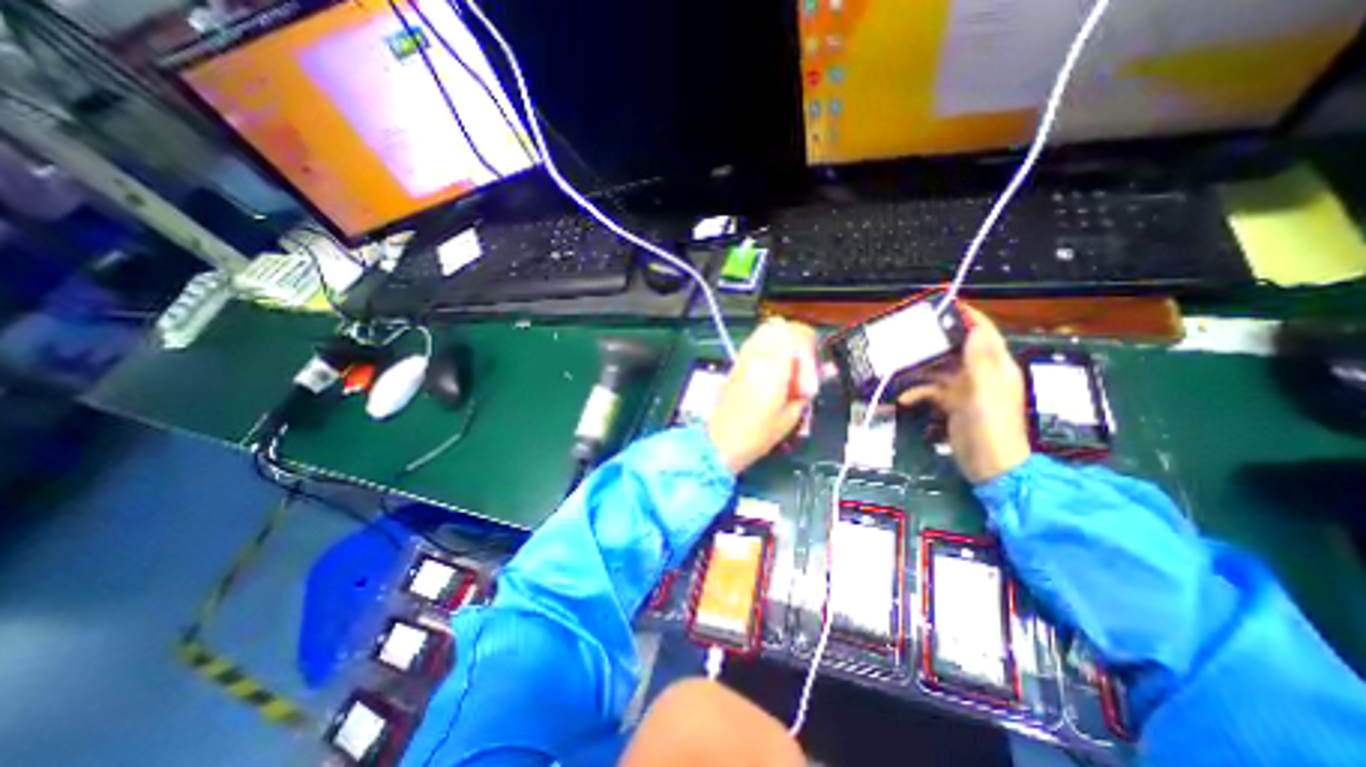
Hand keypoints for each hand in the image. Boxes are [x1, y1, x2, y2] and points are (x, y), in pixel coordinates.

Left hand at [710, 318, 815, 472]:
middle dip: (797, 340)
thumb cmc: (756, 436)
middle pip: (780, 327)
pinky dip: (767, 348)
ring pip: (765, 331)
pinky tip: (773, 372)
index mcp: (773, 368)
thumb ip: (806, 391)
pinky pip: (754, 343)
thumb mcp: (790, 417)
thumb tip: (821, 374)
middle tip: (802, 366)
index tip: (811, 372)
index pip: (796, 334)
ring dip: (781, 342)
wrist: (719, 442)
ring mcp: (743, 359)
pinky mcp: (735, 365)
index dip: (810, 348)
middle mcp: (756, 356)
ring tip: (788, 369)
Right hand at [900, 302, 1025, 477]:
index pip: (982, 332)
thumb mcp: (984, 389)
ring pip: (939, 369)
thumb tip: (974, 327)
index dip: (967, 315)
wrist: (989, 464)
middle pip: (956, 348)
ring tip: (899, 363)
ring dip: (920, 368)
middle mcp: (980, 373)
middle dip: (935, 340)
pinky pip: (931, 391)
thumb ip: (978, 359)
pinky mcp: (953, 404)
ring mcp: (965, 389)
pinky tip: (905, 398)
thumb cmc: (990, 424)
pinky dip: (917, 392)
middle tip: (910, 332)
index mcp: (995, 365)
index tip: (944, 303)